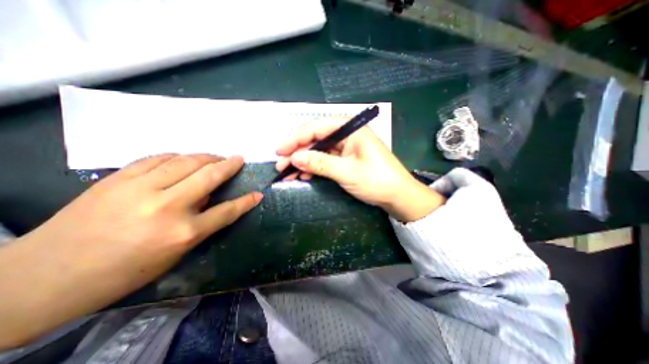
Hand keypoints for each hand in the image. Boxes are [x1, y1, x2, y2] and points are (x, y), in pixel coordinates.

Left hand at [0, 153, 262, 349]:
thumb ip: (199, 224)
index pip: (226, 211)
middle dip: (229, 165)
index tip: (258, 194)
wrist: (45, 276)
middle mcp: (167, 207)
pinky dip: (177, 156)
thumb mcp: (174, 254)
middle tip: (238, 159)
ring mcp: (141, 189)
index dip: (245, 201)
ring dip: (206, 157)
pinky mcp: (118, 178)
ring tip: (216, 156)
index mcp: (183, 233)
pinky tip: (184, 158)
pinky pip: (158, 158)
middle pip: (209, 176)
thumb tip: (212, 199)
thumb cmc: (124, 271)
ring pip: (186, 161)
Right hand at [274, 120, 446, 221]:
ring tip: (288, 173)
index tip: (279, 151)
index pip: (316, 128)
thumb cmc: (376, 181)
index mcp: (351, 129)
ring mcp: (346, 148)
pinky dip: (313, 167)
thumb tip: (294, 158)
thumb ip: (320, 163)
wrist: (398, 196)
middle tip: (281, 165)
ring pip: (318, 150)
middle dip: (297, 152)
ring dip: (303, 161)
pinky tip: (303, 175)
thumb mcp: (346, 172)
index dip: (295, 138)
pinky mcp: (346, 159)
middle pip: (315, 139)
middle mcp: (347, 135)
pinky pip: (325, 160)